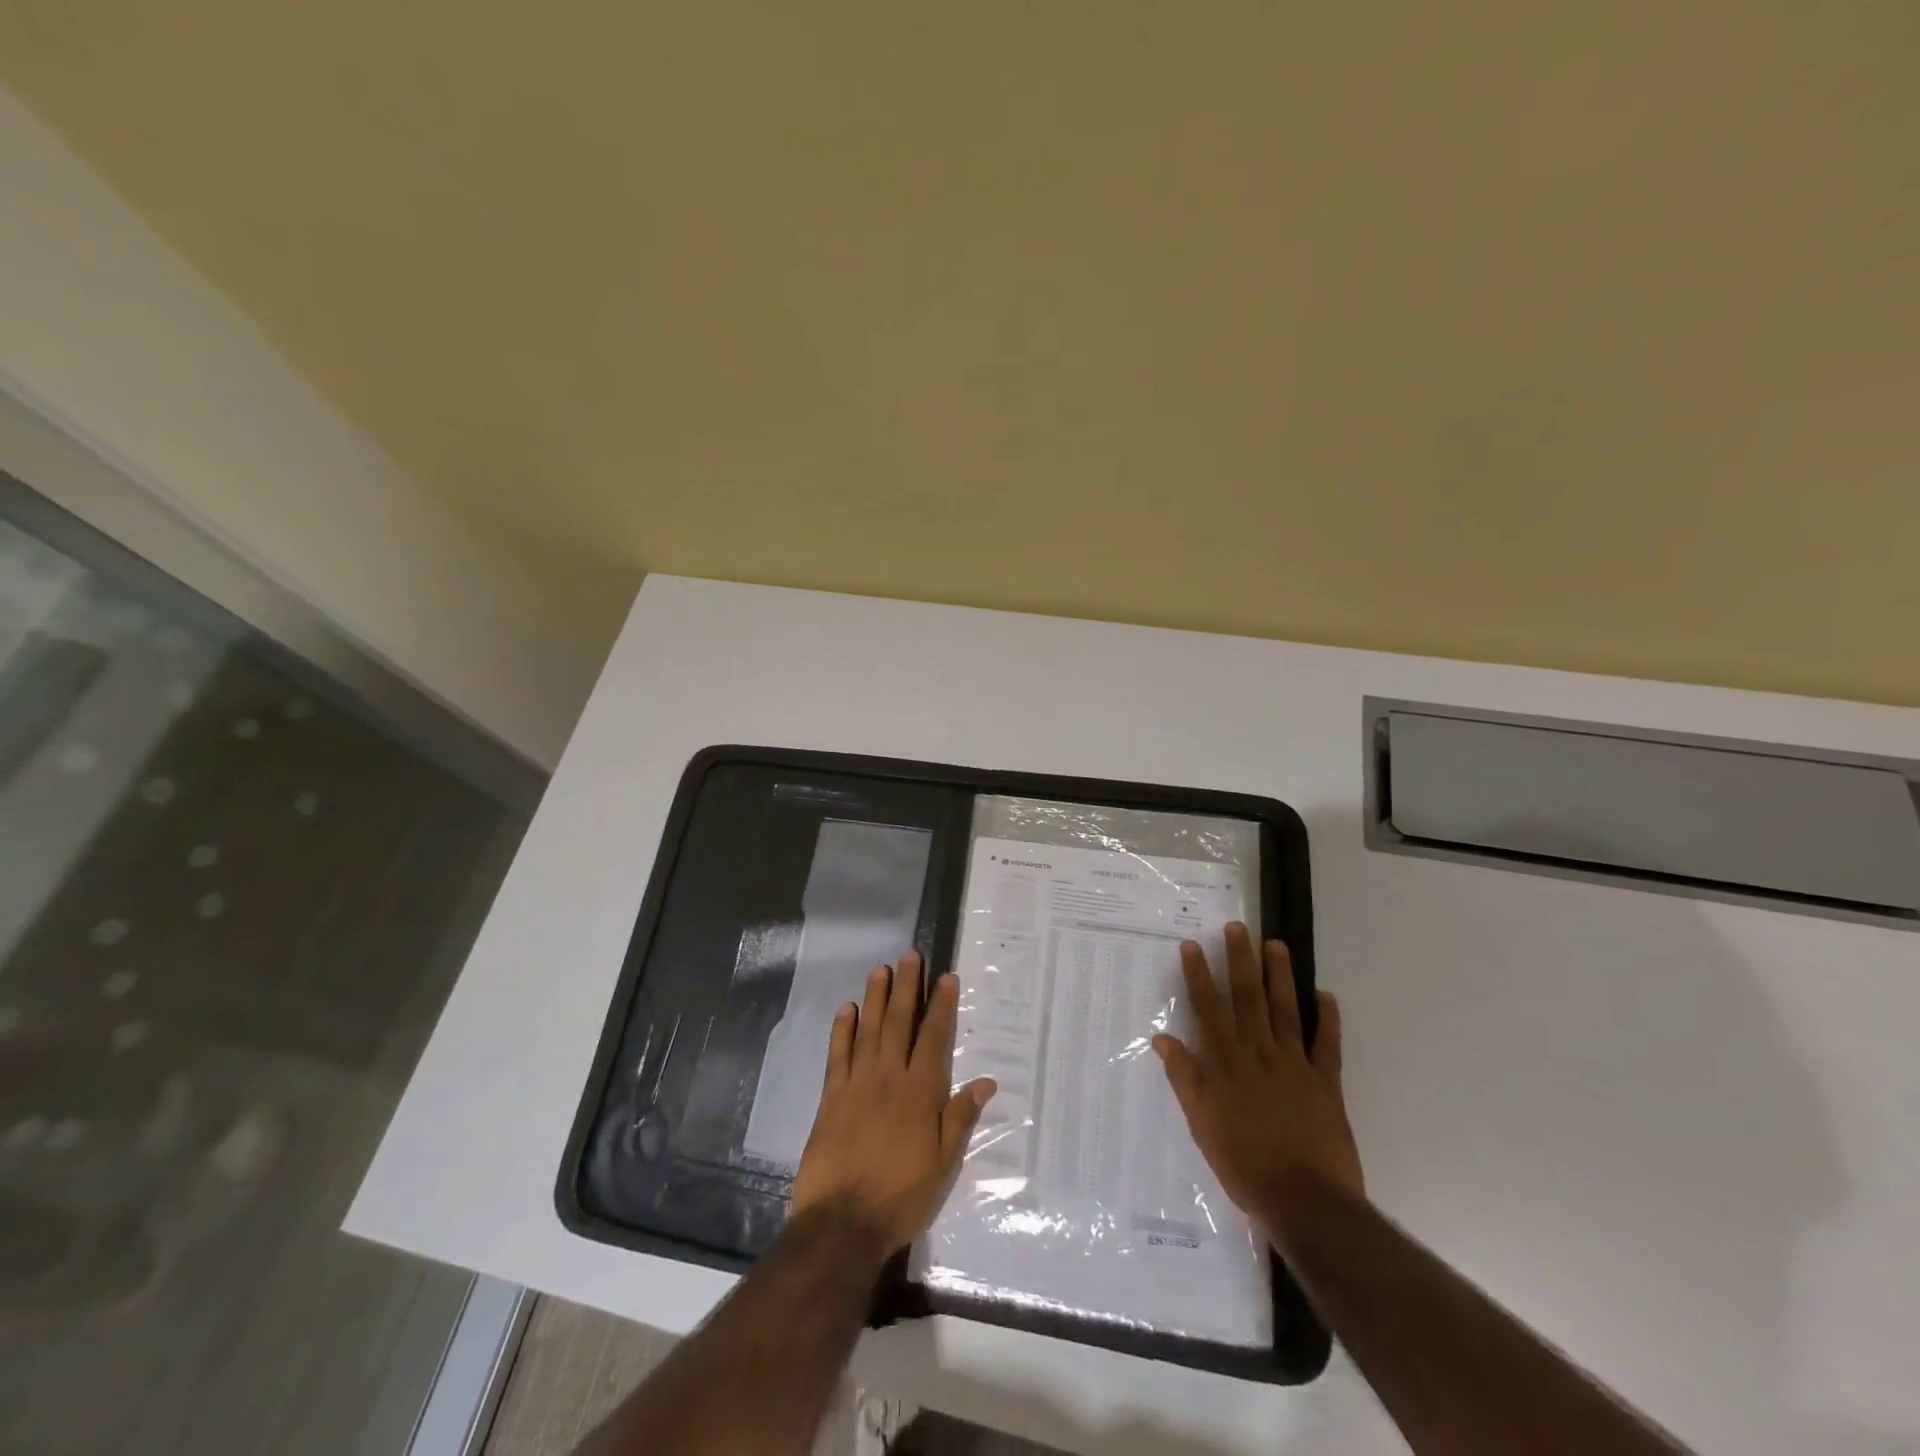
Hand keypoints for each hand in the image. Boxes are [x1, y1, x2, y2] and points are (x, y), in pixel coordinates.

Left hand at [791, 951, 997, 1252]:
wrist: (843, 1223)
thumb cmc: (902, 1195)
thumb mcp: (944, 1163)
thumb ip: (961, 1118)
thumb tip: (986, 1081)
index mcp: (921, 1092)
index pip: (934, 1038)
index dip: (942, 1006)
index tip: (946, 977)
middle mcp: (890, 1077)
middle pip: (900, 1022)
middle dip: (907, 987)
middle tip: (910, 955)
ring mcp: (857, 1084)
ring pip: (869, 1030)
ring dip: (875, 997)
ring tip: (880, 968)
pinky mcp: (831, 1097)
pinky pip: (838, 1054)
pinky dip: (842, 1029)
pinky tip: (846, 1009)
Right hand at [1152, 922, 1362, 1246]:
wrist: (1306, 1201)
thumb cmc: (1244, 1165)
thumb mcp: (1202, 1125)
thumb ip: (1186, 1078)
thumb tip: (1163, 1039)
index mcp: (1227, 1064)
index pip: (1209, 1010)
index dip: (1199, 976)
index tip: (1192, 946)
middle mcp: (1259, 1054)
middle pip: (1248, 999)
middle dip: (1240, 961)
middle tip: (1237, 928)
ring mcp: (1295, 1065)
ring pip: (1286, 1010)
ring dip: (1280, 976)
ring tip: (1275, 945)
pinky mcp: (1326, 1083)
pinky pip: (1327, 1045)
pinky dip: (1327, 1019)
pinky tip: (1325, 995)